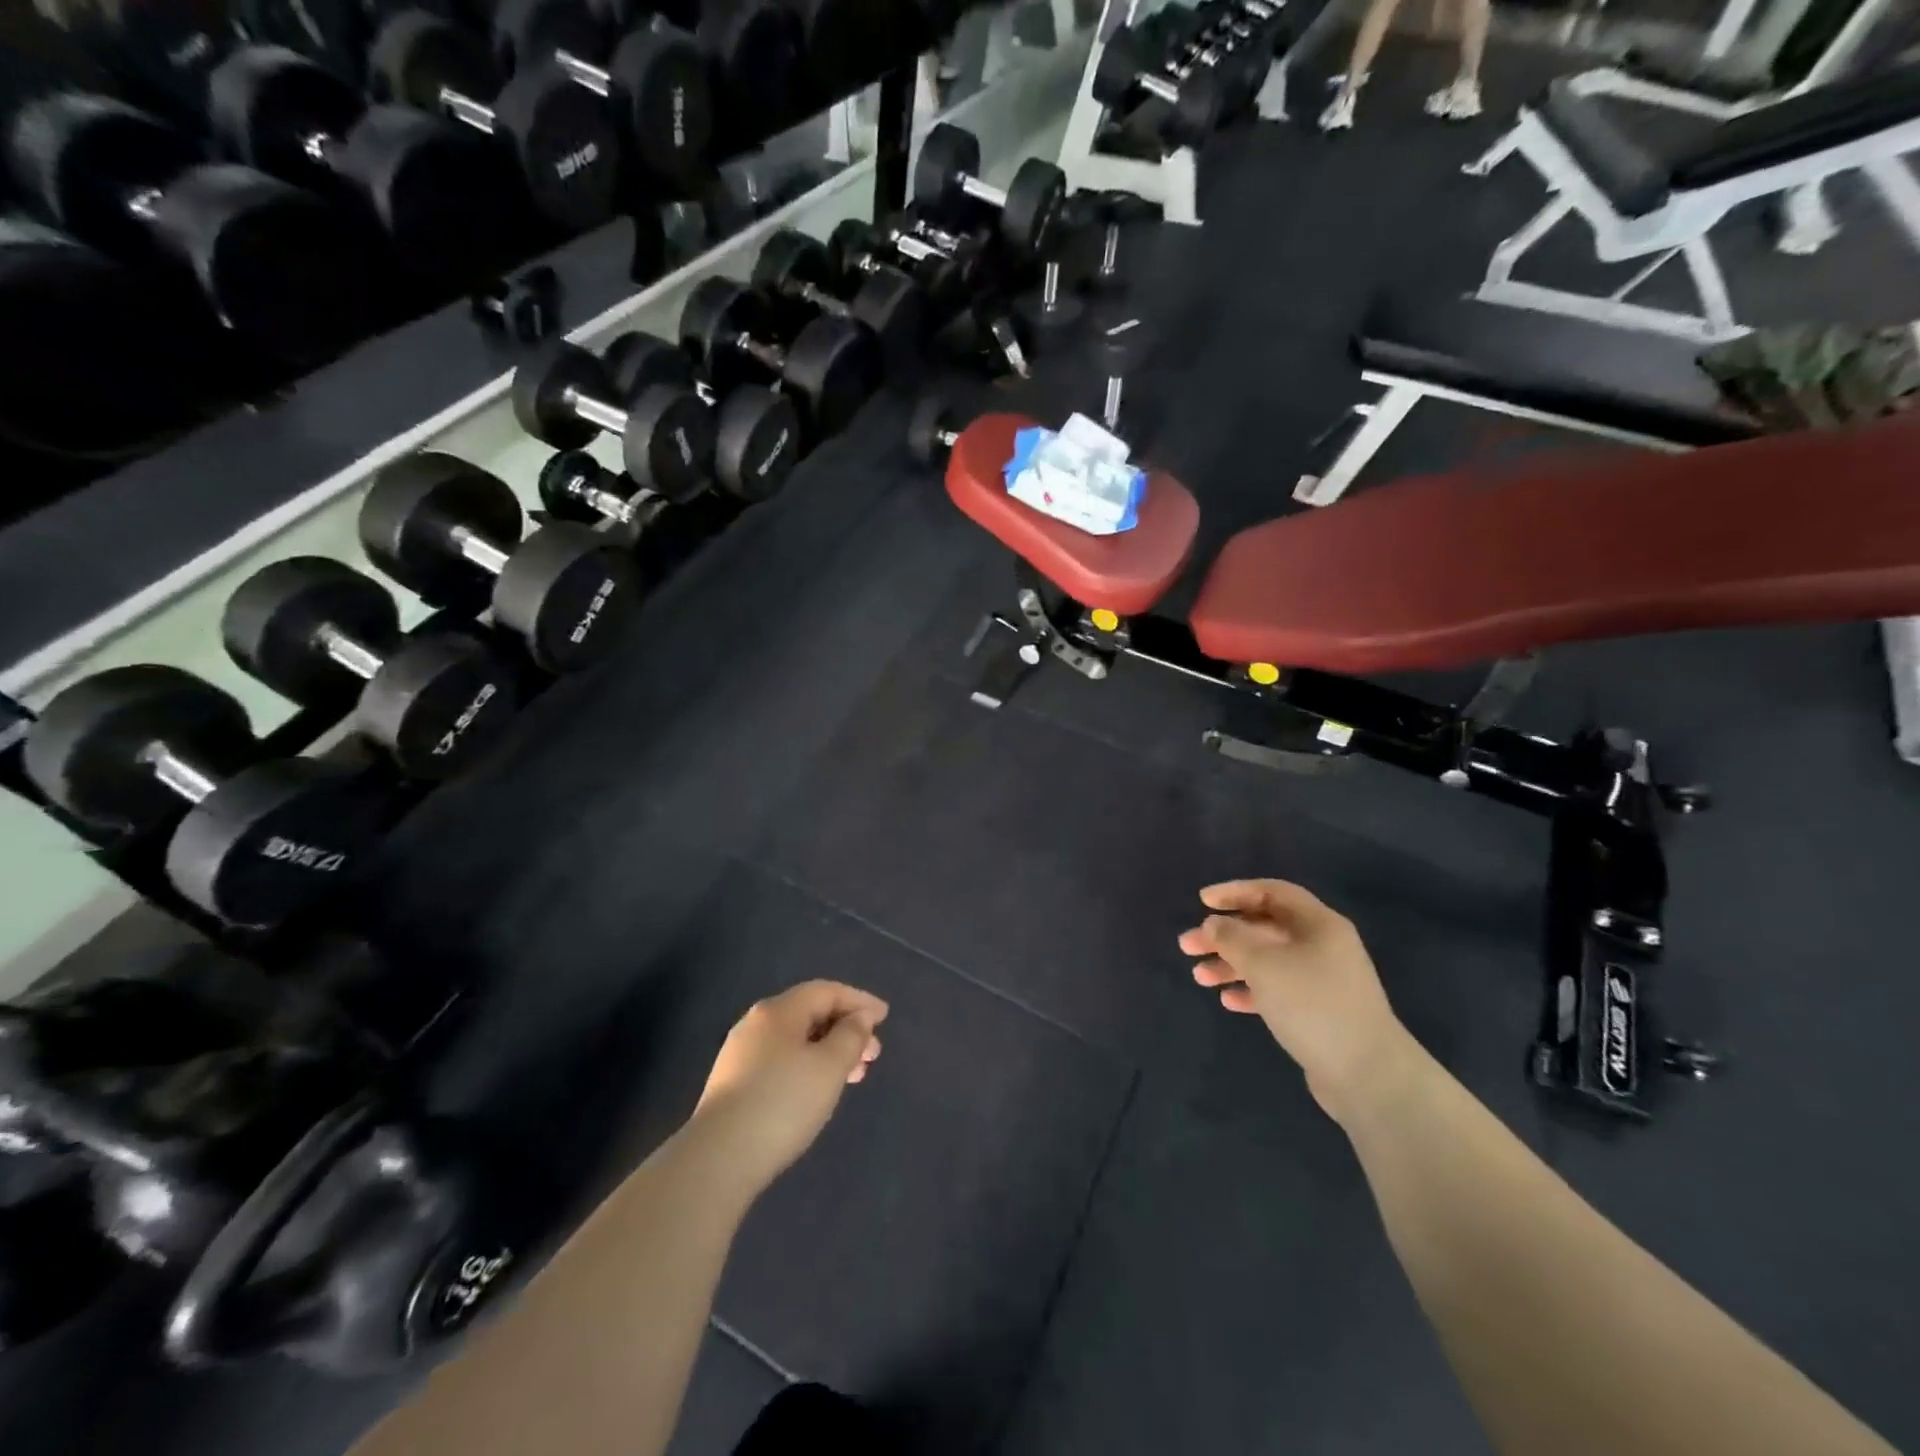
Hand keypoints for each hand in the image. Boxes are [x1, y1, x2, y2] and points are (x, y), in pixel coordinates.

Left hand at [690, 981, 887, 1197]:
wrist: (718, 1160)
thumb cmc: (782, 1103)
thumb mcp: (829, 1066)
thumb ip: (851, 1035)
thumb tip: (858, 1017)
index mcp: (778, 1010)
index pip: (826, 991)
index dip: (859, 1000)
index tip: (885, 1017)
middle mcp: (756, 1023)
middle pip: (810, 1013)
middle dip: (846, 1028)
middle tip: (873, 1054)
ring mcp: (741, 1054)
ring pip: (796, 1040)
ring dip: (829, 1050)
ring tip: (853, 1075)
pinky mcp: (734, 1084)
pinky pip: (782, 1060)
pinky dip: (808, 1066)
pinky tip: (818, 1090)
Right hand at [1179, 880, 1412, 1121]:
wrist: (1367, 1074)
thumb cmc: (1311, 1003)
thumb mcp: (1263, 963)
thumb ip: (1232, 937)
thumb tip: (1215, 924)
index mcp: (1318, 924)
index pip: (1272, 892)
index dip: (1235, 892)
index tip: (1202, 902)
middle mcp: (1322, 946)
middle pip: (1264, 928)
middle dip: (1224, 935)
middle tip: (1187, 946)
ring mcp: (1322, 980)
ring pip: (1267, 960)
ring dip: (1231, 964)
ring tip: (1199, 978)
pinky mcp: (1319, 1012)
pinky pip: (1277, 990)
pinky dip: (1250, 991)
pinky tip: (1228, 1001)